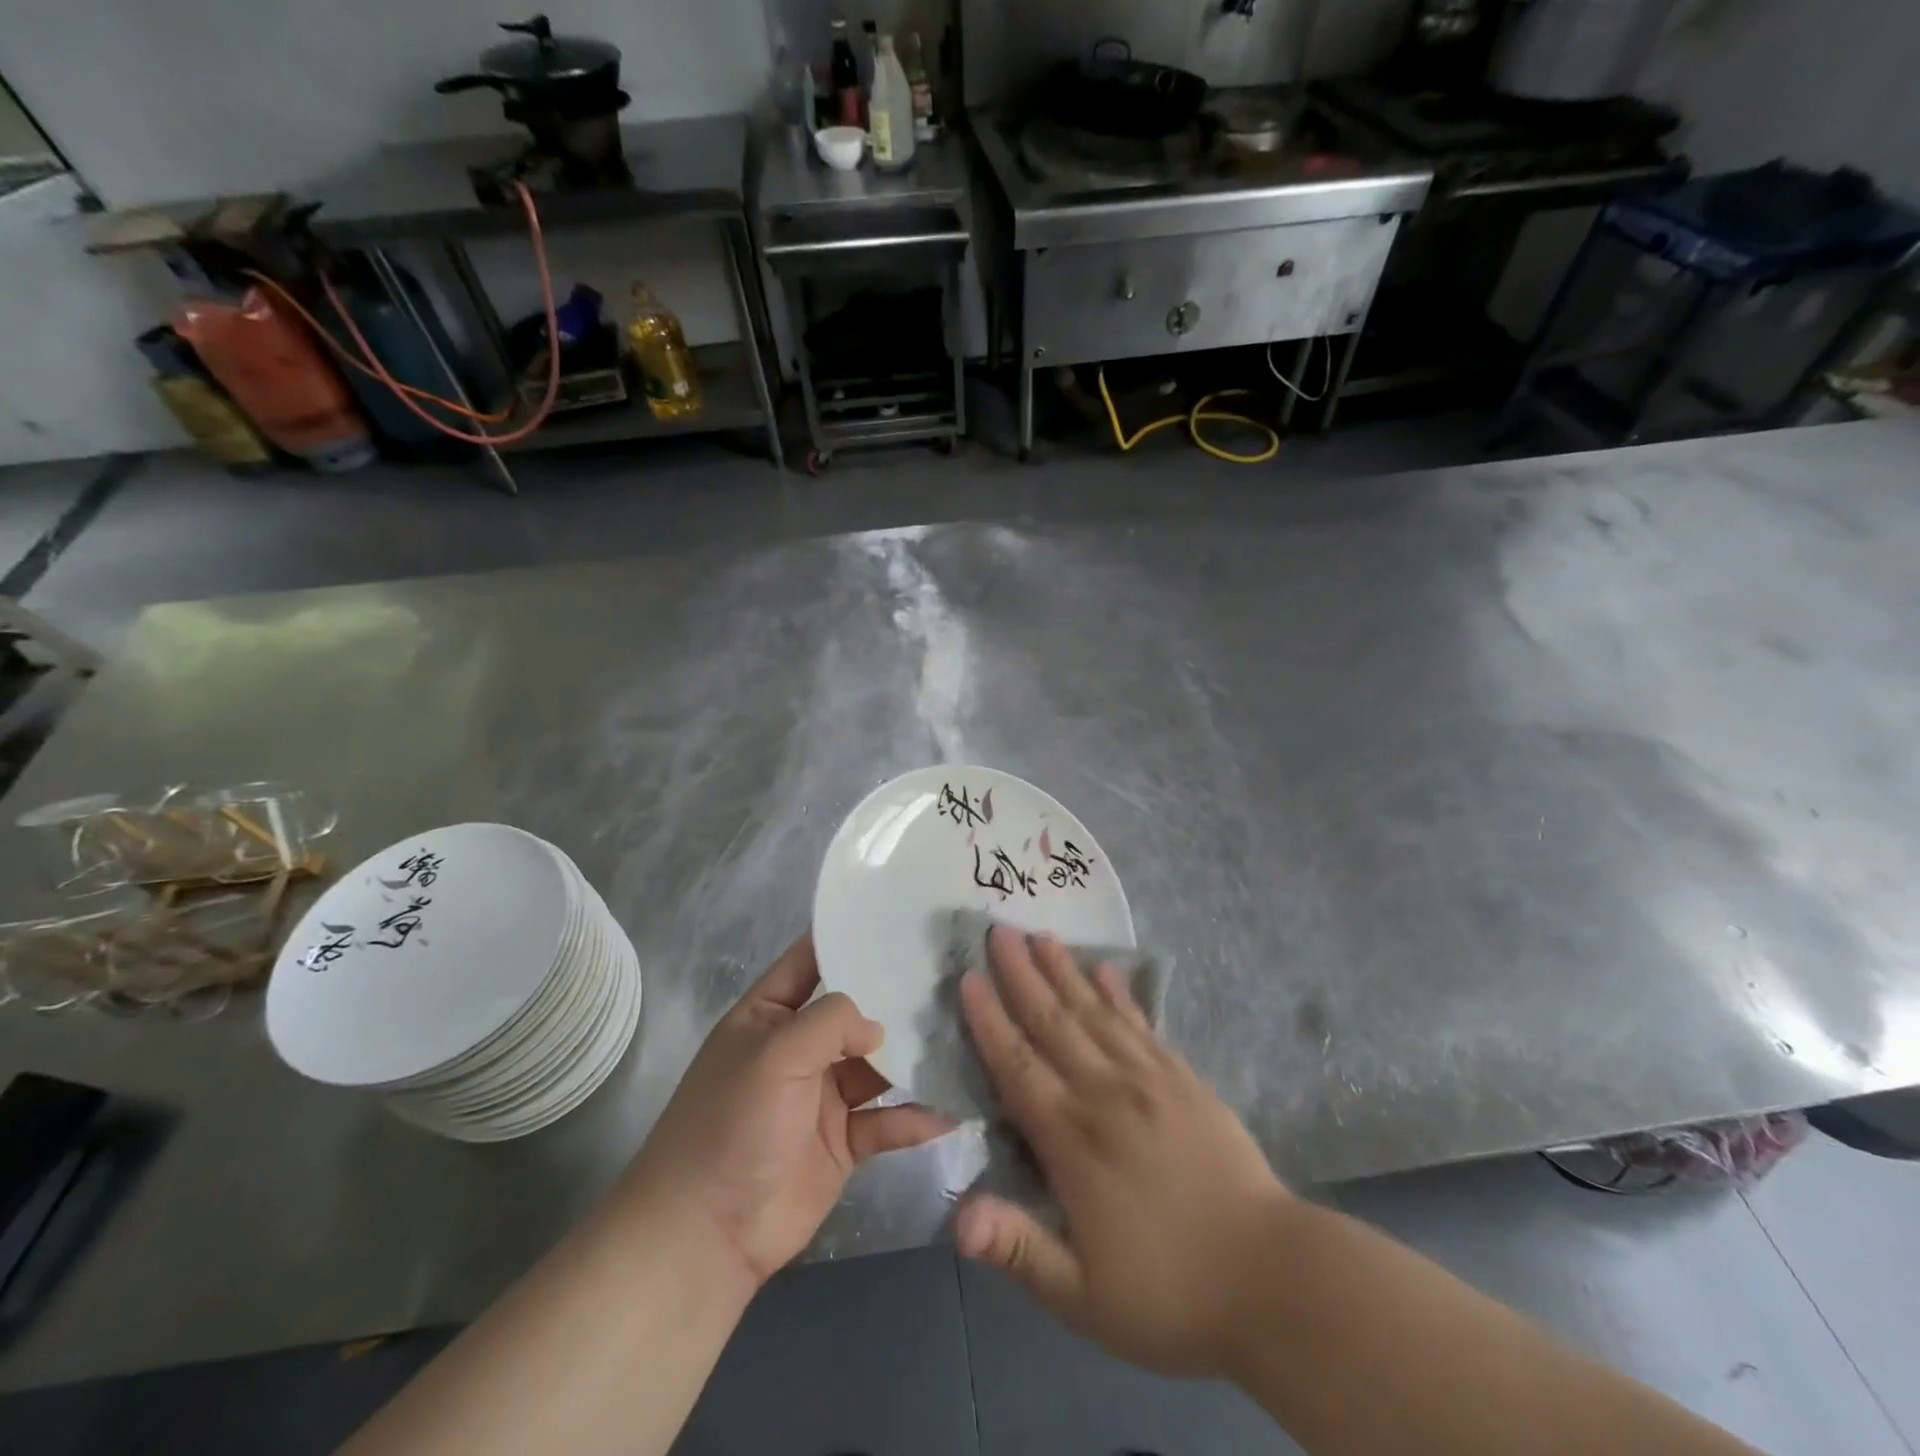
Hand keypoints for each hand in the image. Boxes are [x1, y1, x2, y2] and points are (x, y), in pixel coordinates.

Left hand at [625, 933, 952, 1286]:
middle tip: (953, 976)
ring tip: (965, 1036)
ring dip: (913, 1057)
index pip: (810, 960)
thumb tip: (879, 1026)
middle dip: (896, 998)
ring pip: (877, 1065)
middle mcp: (799, 1048)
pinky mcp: (843, 1142)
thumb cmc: (732, 1124)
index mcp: (769, 1015)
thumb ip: (831, 1021)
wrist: (707, 1235)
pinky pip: (886, 1120)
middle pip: (855, 1013)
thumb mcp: (775, 1054)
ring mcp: (822, 1096)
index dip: (846, 937)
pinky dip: (915, 1116)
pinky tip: (951, 1109)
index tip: (898, 915)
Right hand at [956, 927, 1291, 1377]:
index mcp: (1072, 1140)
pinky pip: (1142, 1024)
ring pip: (1095, 1012)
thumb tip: (955, 1218)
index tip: (968, 977)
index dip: (989, 1020)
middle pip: (1053, 1022)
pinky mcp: (1185, 1080)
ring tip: (1042, 935)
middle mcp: (1106, 1094)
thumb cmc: (1170, 1295)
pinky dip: (1120, 994)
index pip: (1018, 1066)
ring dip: (1064, 971)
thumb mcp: (1082, 1297)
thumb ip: (1018, 1248)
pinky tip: (1106, 970)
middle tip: (999, 930)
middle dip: (1021, 975)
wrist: (1275, 1281)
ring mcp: (1150, 1080)